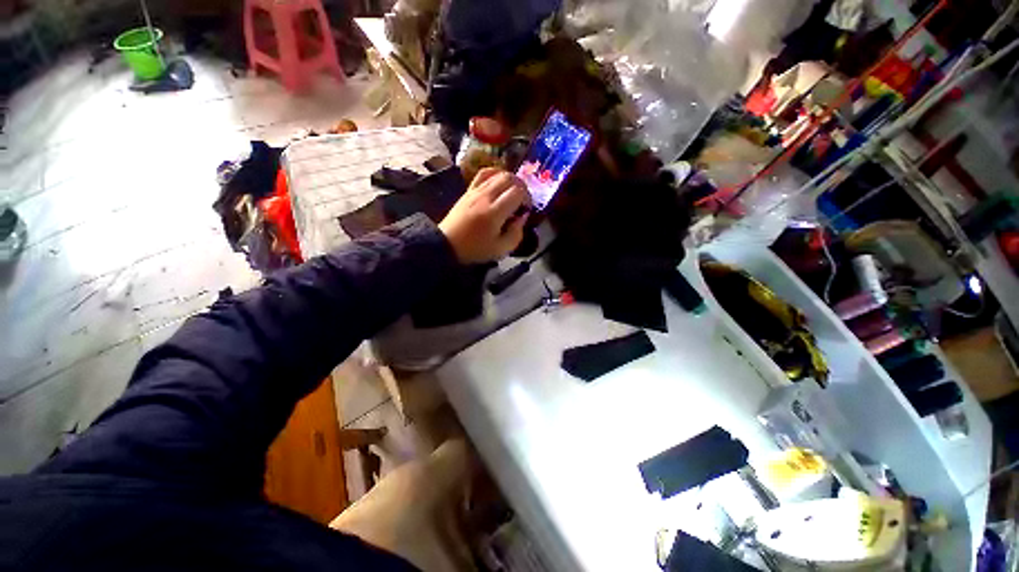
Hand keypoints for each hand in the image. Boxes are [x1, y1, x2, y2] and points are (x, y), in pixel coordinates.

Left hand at [439, 168, 530, 263]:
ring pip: (498, 173)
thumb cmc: (476, 249)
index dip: (527, 198)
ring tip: (513, 192)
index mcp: (495, 212)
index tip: (526, 209)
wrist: (447, 244)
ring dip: (510, 180)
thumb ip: (516, 233)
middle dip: (521, 186)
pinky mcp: (468, 190)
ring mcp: (475, 191)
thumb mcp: (501, 249)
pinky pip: (483, 173)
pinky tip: (499, 182)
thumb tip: (522, 217)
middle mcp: (486, 196)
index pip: (517, 192)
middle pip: (509, 178)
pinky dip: (495, 174)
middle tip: (523, 199)